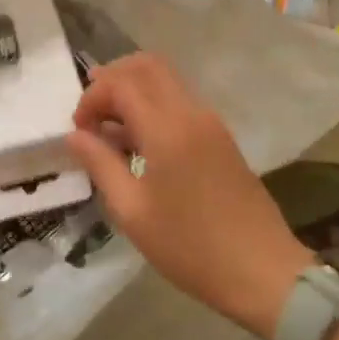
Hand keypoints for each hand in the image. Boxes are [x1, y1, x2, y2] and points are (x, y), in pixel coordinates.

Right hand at [66, 52, 313, 339]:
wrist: (264, 273)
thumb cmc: (190, 246)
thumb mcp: (132, 211)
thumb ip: (100, 164)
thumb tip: (75, 135)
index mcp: (167, 128)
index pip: (120, 84)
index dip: (91, 98)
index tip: (78, 131)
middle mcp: (191, 113)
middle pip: (147, 66)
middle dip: (112, 80)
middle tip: (92, 113)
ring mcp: (211, 123)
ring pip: (165, 81)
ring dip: (134, 92)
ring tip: (111, 132)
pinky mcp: (221, 139)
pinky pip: (180, 103)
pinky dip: (153, 107)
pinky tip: (139, 145)